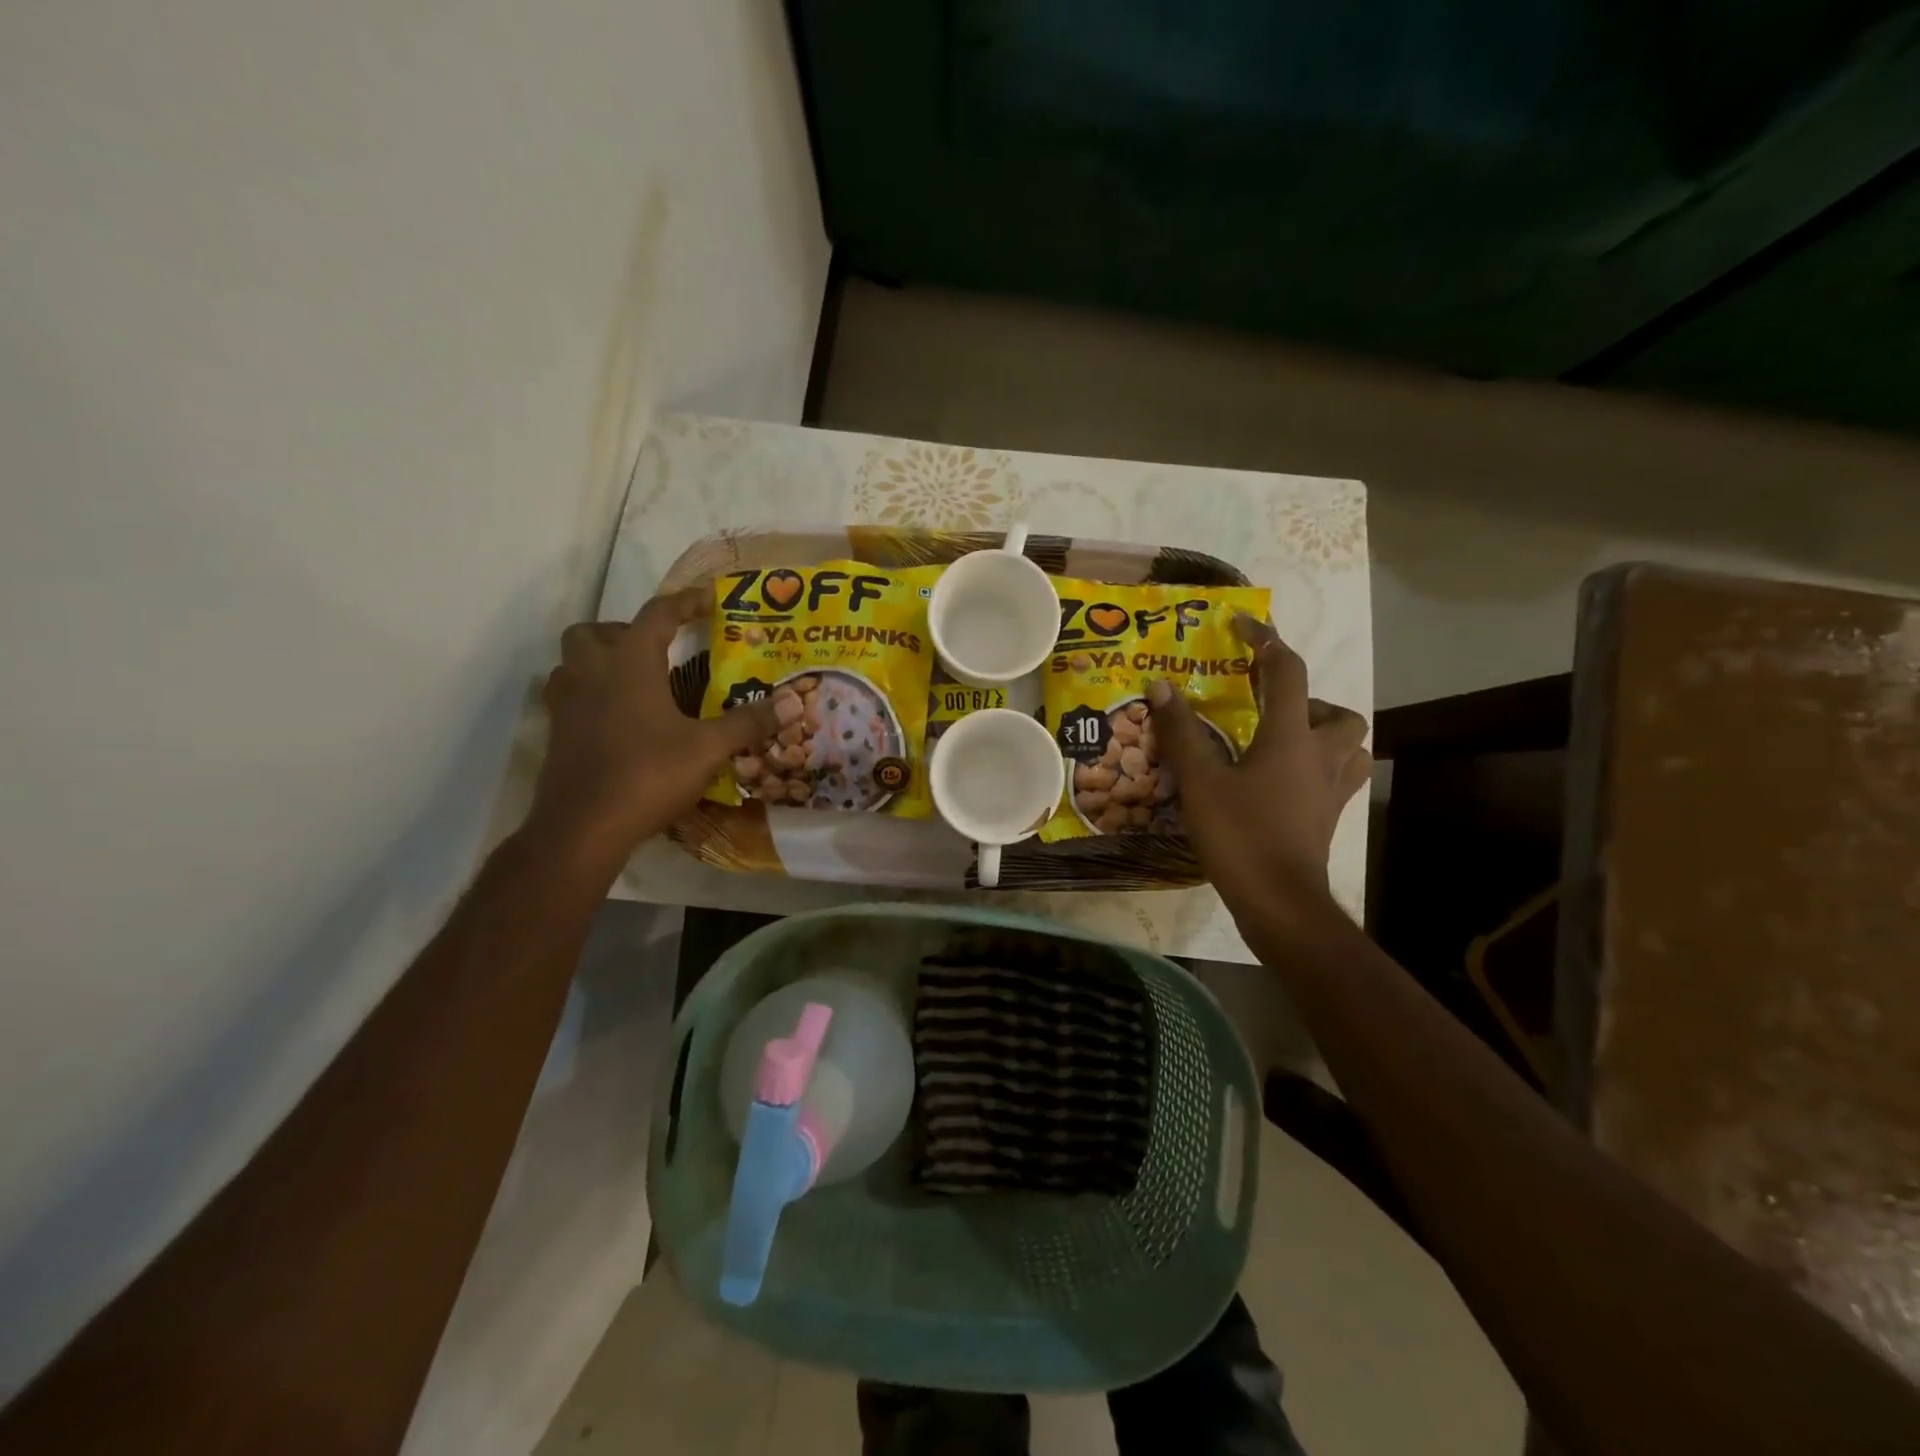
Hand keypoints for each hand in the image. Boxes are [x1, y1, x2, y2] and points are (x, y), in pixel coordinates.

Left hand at [527, 589, 778, 868]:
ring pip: (574, 661)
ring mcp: (566, 703)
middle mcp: (591, 672)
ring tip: (639, 682)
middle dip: (627, 631)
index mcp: (628, 663)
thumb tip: (793, 702)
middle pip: (596, 631)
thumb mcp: (707, 749)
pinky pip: (570, 694)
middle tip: (660, 651)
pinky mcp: (556, 732)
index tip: (709, 599)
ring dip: (602, 660)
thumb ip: (748, 722)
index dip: (685, 602)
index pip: (657, 614)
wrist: (583, 828)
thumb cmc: (647, 776)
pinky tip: (621, 718)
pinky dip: (592, 693)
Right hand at [1147, 614, 1370, 928]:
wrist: (1280, 902)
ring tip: (1284, 741)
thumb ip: (1181, 731)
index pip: (1288, 671)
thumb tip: (1161, 685)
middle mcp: (1323, 756)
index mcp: (1292, 737)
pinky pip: (1338, 778)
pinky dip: (1319, 768)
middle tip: (1270, 709)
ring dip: (1324, 733)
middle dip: (1309, 700)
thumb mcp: (1200, 781)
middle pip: (1339, 712)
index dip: (1266, 641)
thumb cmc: (1240, 834)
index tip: (1243, 625)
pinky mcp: (1329, 818)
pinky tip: (1286, 781)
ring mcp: (1332, 791)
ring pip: (1350, 746)